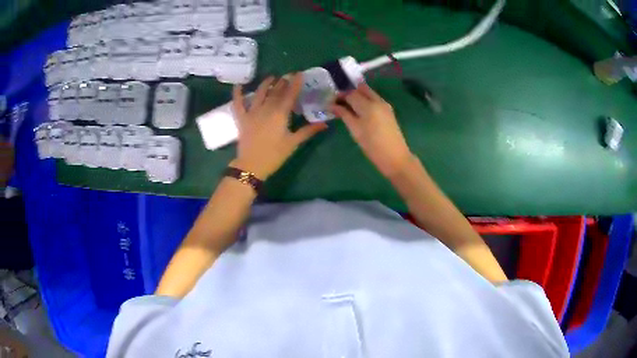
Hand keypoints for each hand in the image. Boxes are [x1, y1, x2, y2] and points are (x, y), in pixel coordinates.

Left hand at [231, 74, 327, 179]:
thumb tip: (325, 124)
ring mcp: (252, 112)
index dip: (295, 83)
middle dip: (282, 82)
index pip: (290, 95)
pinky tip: (238, 84)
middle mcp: (266, 109)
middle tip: (287, 75)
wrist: (252, 166)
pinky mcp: (242, 118)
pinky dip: (237, 93)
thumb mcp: (293, 143)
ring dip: (265, 84)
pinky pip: (238, 103)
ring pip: (259, 93)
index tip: (299, 74)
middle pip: (275, 92)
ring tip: (271, 77)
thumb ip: (308, 131)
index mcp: (280, 114)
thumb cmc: (274, 155)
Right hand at [331, 84, 412, 177]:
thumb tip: (332, 105)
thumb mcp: (355, 131)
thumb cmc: (373, 147)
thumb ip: (344, 115)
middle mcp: (378, 101)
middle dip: (349, 92)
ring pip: (369, 93)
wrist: (395, 158)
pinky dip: (365, 100)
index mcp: (368, 105)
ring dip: (358, 95)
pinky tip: (359, 110)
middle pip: (361, 89)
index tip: (330, 102)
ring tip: (348, 107)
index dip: (339, 96)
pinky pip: (374, 99)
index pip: (350, 94)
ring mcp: (385, 105)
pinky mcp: (389, 111)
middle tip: (340, 102)